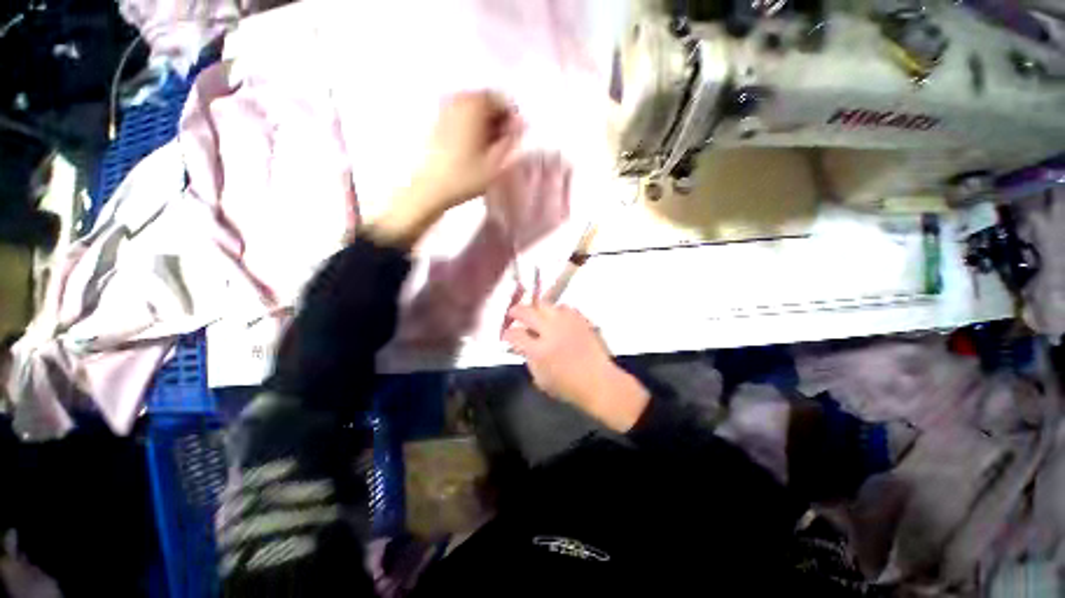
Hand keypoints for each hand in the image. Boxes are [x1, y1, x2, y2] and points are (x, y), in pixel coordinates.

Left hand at [371, 91, 523, 247]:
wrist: (430, 188)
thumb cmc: (465, 177)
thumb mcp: (496, 162)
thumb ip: (512, 140)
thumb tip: (520, 124)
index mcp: (474, 105)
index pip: (501, 99)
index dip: (512, 118)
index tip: (514, 138)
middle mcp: (457, 99)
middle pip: (486, 102)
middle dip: (498, 120)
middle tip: (502, 144)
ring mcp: (444, 109)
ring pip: (473, 110)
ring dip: (484, 125)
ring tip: (488, 150)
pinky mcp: (436, 122)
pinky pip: (461, 117)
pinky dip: (470, 127)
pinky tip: (473, 149)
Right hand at [503, 303, 649, 432]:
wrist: (599, 382)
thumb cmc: (568, 386)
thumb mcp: (540, 379)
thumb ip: (528, 359)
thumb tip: (521, 345)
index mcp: (539, 350)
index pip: (515, 334)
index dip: (507, 334)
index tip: (506, 335)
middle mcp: (551, 331)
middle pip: (527, 312)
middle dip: (516, 311)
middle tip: (513, 314)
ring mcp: (567, 323)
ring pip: (546, 305)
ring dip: (538, 310)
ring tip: (537, 316)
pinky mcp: (580, 320)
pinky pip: (565, 308)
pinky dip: (556, 312)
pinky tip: (556, 319)